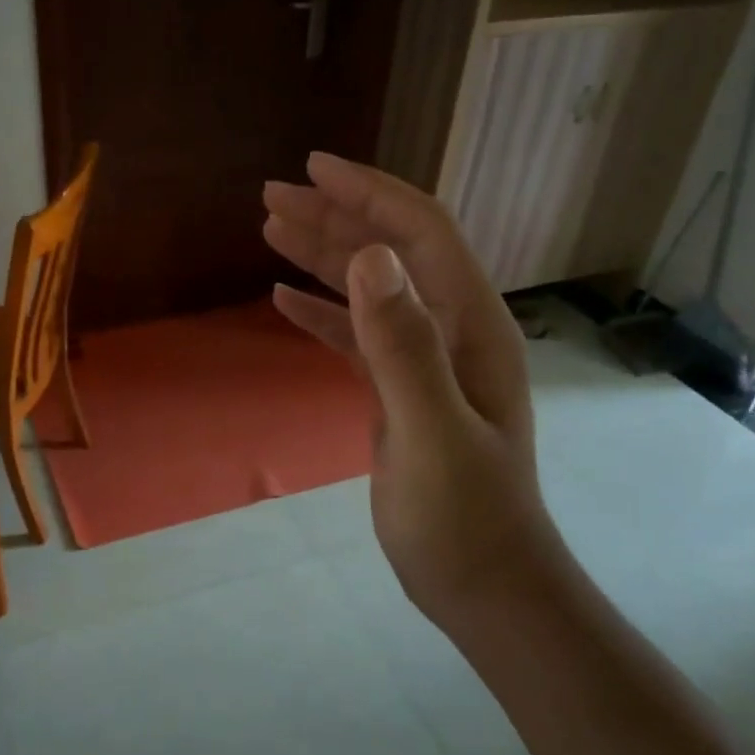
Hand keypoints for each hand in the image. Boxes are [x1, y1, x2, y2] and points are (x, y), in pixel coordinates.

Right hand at [264, 153, 569, 630]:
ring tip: (270, 229)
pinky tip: (283, 299)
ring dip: (322, 256)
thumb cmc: (463, 517)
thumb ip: (402, 344)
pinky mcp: (400, 391)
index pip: (420, 232)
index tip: (313, 168)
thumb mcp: (430, 429)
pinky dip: (321, 312)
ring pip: (369, 289)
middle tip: (271, 196)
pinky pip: (356, 336)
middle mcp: (450, 330)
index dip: (369, 193)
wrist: (484, 586)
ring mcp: (425, 361)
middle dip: (334, 216)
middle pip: (390, 251)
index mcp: (469, 325)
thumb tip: (370, 256)